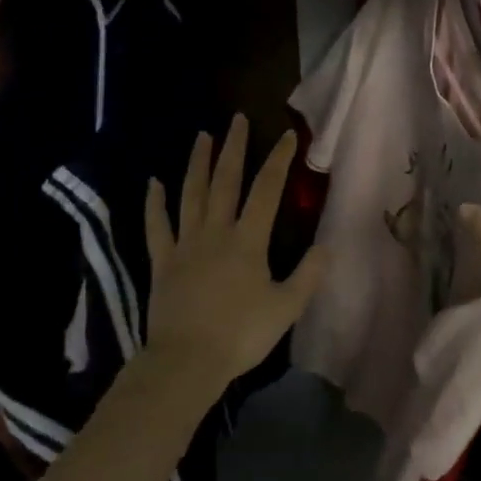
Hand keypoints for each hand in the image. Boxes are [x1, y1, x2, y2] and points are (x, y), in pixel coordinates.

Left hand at [142, 115, 326, 398]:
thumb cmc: (241, 335)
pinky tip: (153, 183)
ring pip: (191, 195)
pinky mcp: (162, 262)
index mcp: (248, 241)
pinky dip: (154, 203)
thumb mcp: (286, 308)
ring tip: (201, 137)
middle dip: (234, 148)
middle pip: (225, 182)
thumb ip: (308, 275)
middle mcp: (216, 232)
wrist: (187, 361)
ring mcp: (185, 245)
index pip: (267, 191)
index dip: (279, 161)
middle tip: (237, 119)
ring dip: (197, 164)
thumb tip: (326, 246)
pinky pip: (157, 226)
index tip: (287, 135)